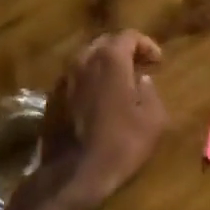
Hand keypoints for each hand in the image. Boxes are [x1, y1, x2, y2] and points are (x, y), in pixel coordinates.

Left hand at [26, 31, 167, 209]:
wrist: (74, 174)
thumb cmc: (120, 144)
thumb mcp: (153, 119)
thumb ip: (150, 92)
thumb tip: (143, 80)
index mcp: (110, 60)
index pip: (128, 35)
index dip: (146, 44)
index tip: (158, 61)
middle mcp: (83, 60)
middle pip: (104, 43)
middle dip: (124, 51)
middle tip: (139, 67)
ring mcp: (63, 78)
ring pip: (86, 59)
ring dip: (104, 65)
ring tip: (119, 83)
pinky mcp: (52, 97)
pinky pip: (74, 78)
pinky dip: (89, 81)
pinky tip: (98, 100)